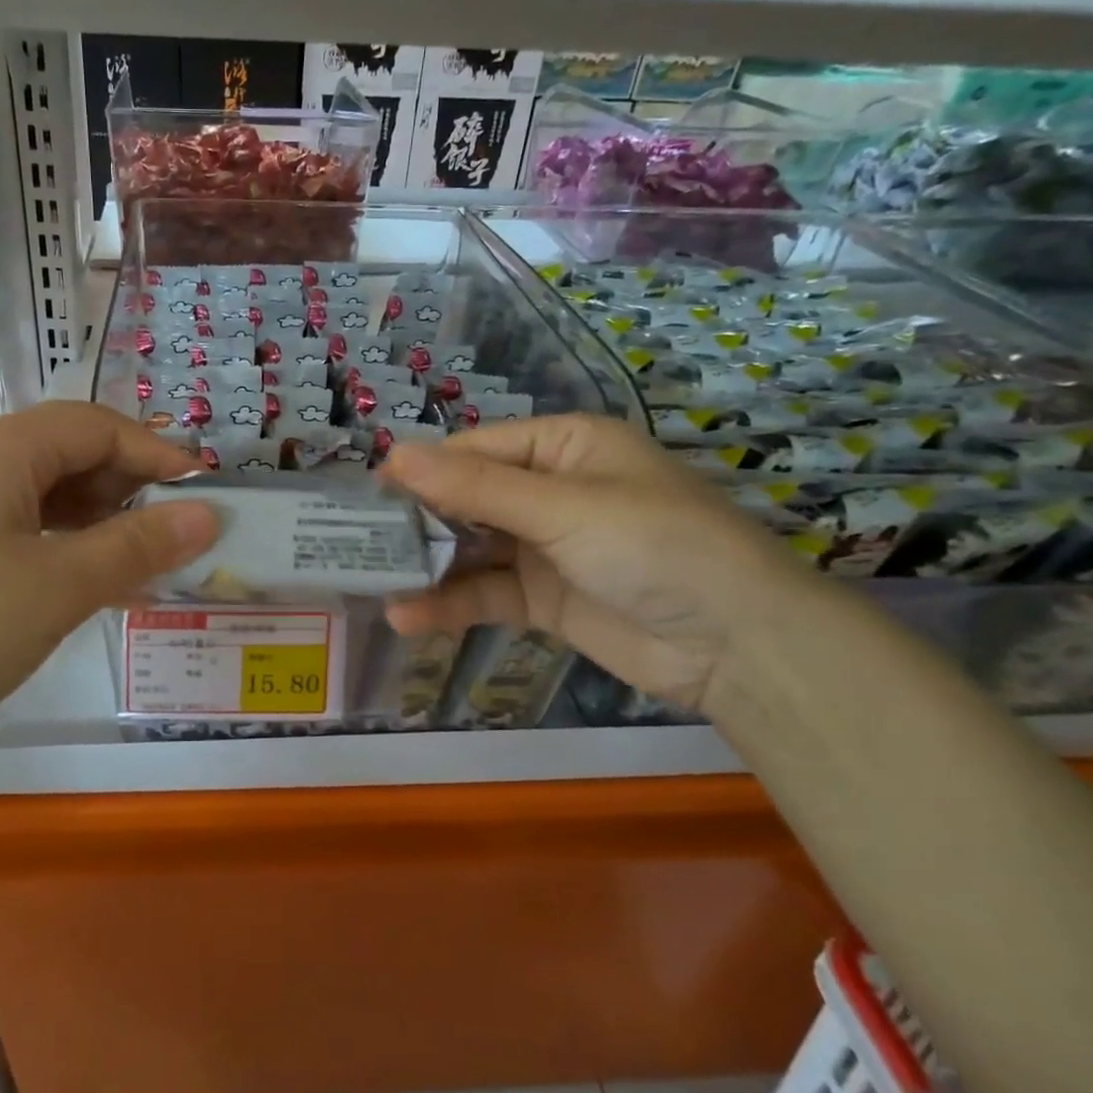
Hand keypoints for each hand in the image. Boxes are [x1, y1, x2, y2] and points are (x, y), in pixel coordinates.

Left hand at [0, 402, 218, 790]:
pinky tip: (91, 586)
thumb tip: (207, 514)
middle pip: (71, 455)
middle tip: (182, 534)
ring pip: (46, 498)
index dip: (158, 453)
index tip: (207, 493)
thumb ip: (137, 546)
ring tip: (148, 564)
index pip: (97, 426)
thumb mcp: (55, 587)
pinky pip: (20, 534)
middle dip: (132, 489)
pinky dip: (66, 551)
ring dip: (102, 524)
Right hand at [380, 413, 829, 718]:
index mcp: (561, 447)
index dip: (421, 469)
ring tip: (369, 582)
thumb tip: (394, 454)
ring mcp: (544, 547)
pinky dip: (449, 604)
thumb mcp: (562, 508)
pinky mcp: (543, 598)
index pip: (473, 450)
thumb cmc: (654, 545)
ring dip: (426, 567)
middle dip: (415, 521)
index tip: (365, 494)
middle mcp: (549, 490)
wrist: (740, 645)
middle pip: (465, 499)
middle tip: (352, 540)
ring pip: (469, 549)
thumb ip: (475, 487)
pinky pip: (486, 593)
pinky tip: (408, 617)